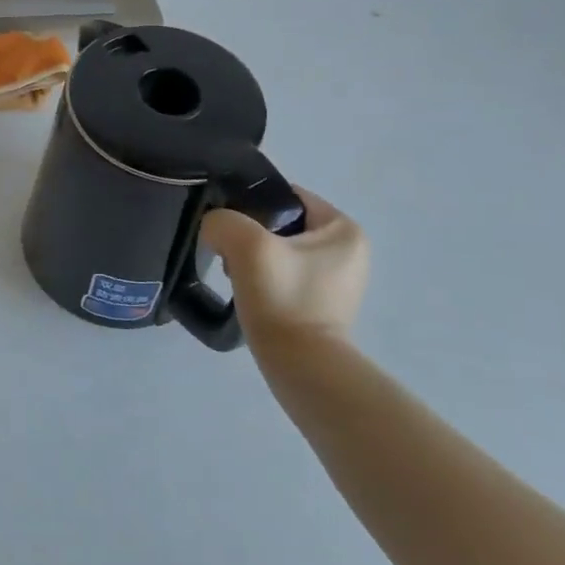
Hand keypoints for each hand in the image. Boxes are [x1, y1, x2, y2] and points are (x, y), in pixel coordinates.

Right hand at [201, 189, 368, 347]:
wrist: (301, 367)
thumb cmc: (283, 298)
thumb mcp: (245, 244)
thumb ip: (222, 221)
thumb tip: (215, 230)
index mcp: (344, 229)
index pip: (287, 197)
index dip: (250, 205)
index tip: (227, 227)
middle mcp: (349, 251)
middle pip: (281, 224)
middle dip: (249, 236)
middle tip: (228, 255)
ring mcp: (338, 281)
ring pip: (279, 251)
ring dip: (252, 259)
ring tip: (236, 277)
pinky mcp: (323, 306)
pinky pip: (285, 277)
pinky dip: (263, 281)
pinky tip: (248, 294)